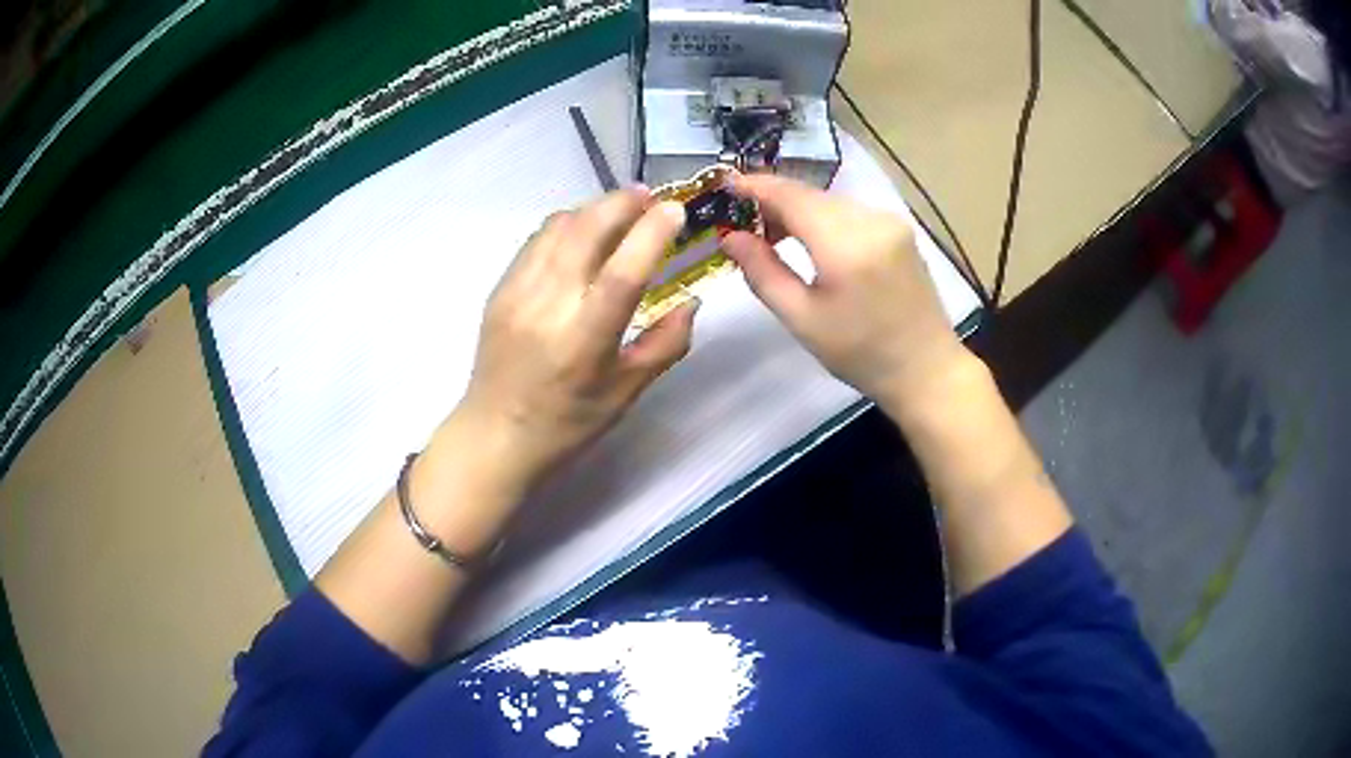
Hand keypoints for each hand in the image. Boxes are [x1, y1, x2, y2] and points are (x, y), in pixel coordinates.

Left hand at [454, 187, 694, 493]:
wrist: (495, 435)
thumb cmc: (567, 424)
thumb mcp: (627, 393)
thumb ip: (665, 344)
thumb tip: (691, 301)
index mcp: (584, 341)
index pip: (623, 273)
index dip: (652, 233)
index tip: (676, 210)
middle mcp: (547, 307)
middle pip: (585, 231)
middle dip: (622, 202)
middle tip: (650, 197)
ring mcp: (517, 293)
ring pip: (558, 226)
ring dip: (594, 208)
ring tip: (620, 209)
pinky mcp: (500, 289)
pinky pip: (536, 240)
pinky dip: (566, 224)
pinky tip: (582, 232)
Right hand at [722, 174, 966, 408]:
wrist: (926, 369)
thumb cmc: (861, 354)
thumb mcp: (802, 319)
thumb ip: (763, 272)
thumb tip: (731, 238)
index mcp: (845, 244)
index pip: (791, 196)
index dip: (755, 186)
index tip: (725, 187)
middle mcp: (871, 220)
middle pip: (810, 195)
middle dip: (773, 201)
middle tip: (744, 227)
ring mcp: (890, 221)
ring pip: (829, 201)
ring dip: (798, 210)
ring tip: (775, 238)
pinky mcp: (899, 229)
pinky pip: (850, 211)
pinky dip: (823, 218)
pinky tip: (812, 241)